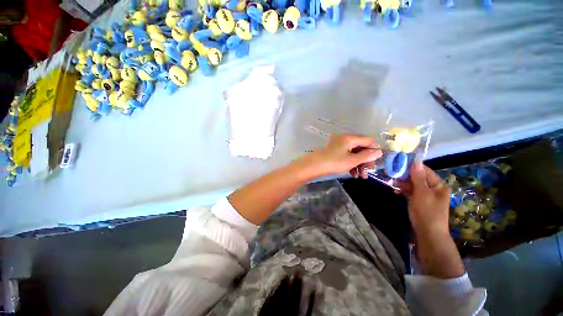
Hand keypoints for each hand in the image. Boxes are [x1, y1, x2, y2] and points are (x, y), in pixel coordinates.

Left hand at [301, 134, 381, 178]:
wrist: (314, 165)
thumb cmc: (334, 162)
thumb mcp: (352, 160)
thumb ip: (367, 156)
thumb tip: (379, 151)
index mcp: (350, 138)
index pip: (368, 141)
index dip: (374, 150)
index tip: (376, 161)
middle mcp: (344, 139)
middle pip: (361, 148)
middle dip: (365, 160)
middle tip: (368, 172)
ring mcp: (338, 145)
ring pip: (353, 153)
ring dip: (358, 164)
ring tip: (360, 176)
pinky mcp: (334, 151)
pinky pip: (346, 155)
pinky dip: (350, 163)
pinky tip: (352, 174)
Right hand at [398, 160, 450, 236]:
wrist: (428, 233)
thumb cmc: (427, 211)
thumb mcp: (422, 193)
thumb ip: (418, 177)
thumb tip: (416, 160)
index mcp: (438, 185)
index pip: (424, 170)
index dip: (412, 166)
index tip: (398, 163)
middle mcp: (432, 188)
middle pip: (417, 177)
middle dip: (405, 175)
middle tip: (392, 174)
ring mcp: (425, 195)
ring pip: (412, 184)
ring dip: (402, 183)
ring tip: (391, 182)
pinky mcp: (419, 201)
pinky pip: (411, 191)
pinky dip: (404, 190)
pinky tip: (395, 190)